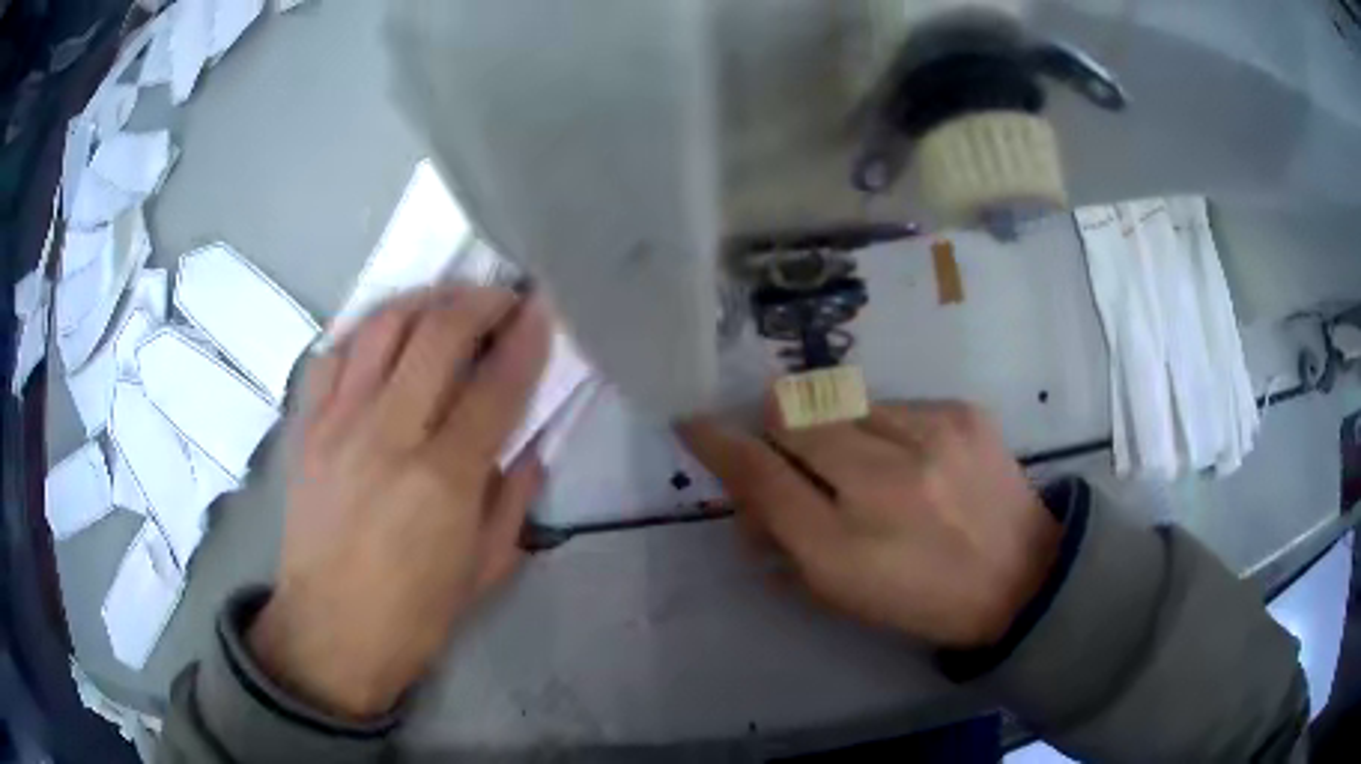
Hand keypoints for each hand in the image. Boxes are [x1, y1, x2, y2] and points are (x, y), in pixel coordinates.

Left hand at [249, 285, 550, 719]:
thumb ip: (515, 497)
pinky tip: (384, 339)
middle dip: (481, 300)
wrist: (329, 632)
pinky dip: (365, 332)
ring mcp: (338, 423)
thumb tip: (530, 444)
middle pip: (439, 332)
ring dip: (425, 300)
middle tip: (503, 299)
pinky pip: (333, 353)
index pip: (496, 384)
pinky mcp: (305, 426)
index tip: (544, 309)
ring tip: (448, 305)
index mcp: (444, 478)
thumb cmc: (415, 614)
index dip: (527, 337)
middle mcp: (389, 434)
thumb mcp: (486, 567)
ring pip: (383, 325)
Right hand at [679, 400, 1060, 647]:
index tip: (694, 423)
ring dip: (835, 426)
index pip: (759, 476)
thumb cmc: (922, 599)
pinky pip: (892, 404)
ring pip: (840, 400)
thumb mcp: (841, 593)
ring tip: (871, 462)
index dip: (717, 443)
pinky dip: (886, 427)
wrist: (1022, 576)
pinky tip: (917, 460)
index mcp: (842, 548)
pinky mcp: (961, 412)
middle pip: (792, 415)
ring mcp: (928, 437)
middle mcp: (881, 484)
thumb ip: (781, 540)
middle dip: (776, 424)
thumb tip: (746, 491)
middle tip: (792, 446)